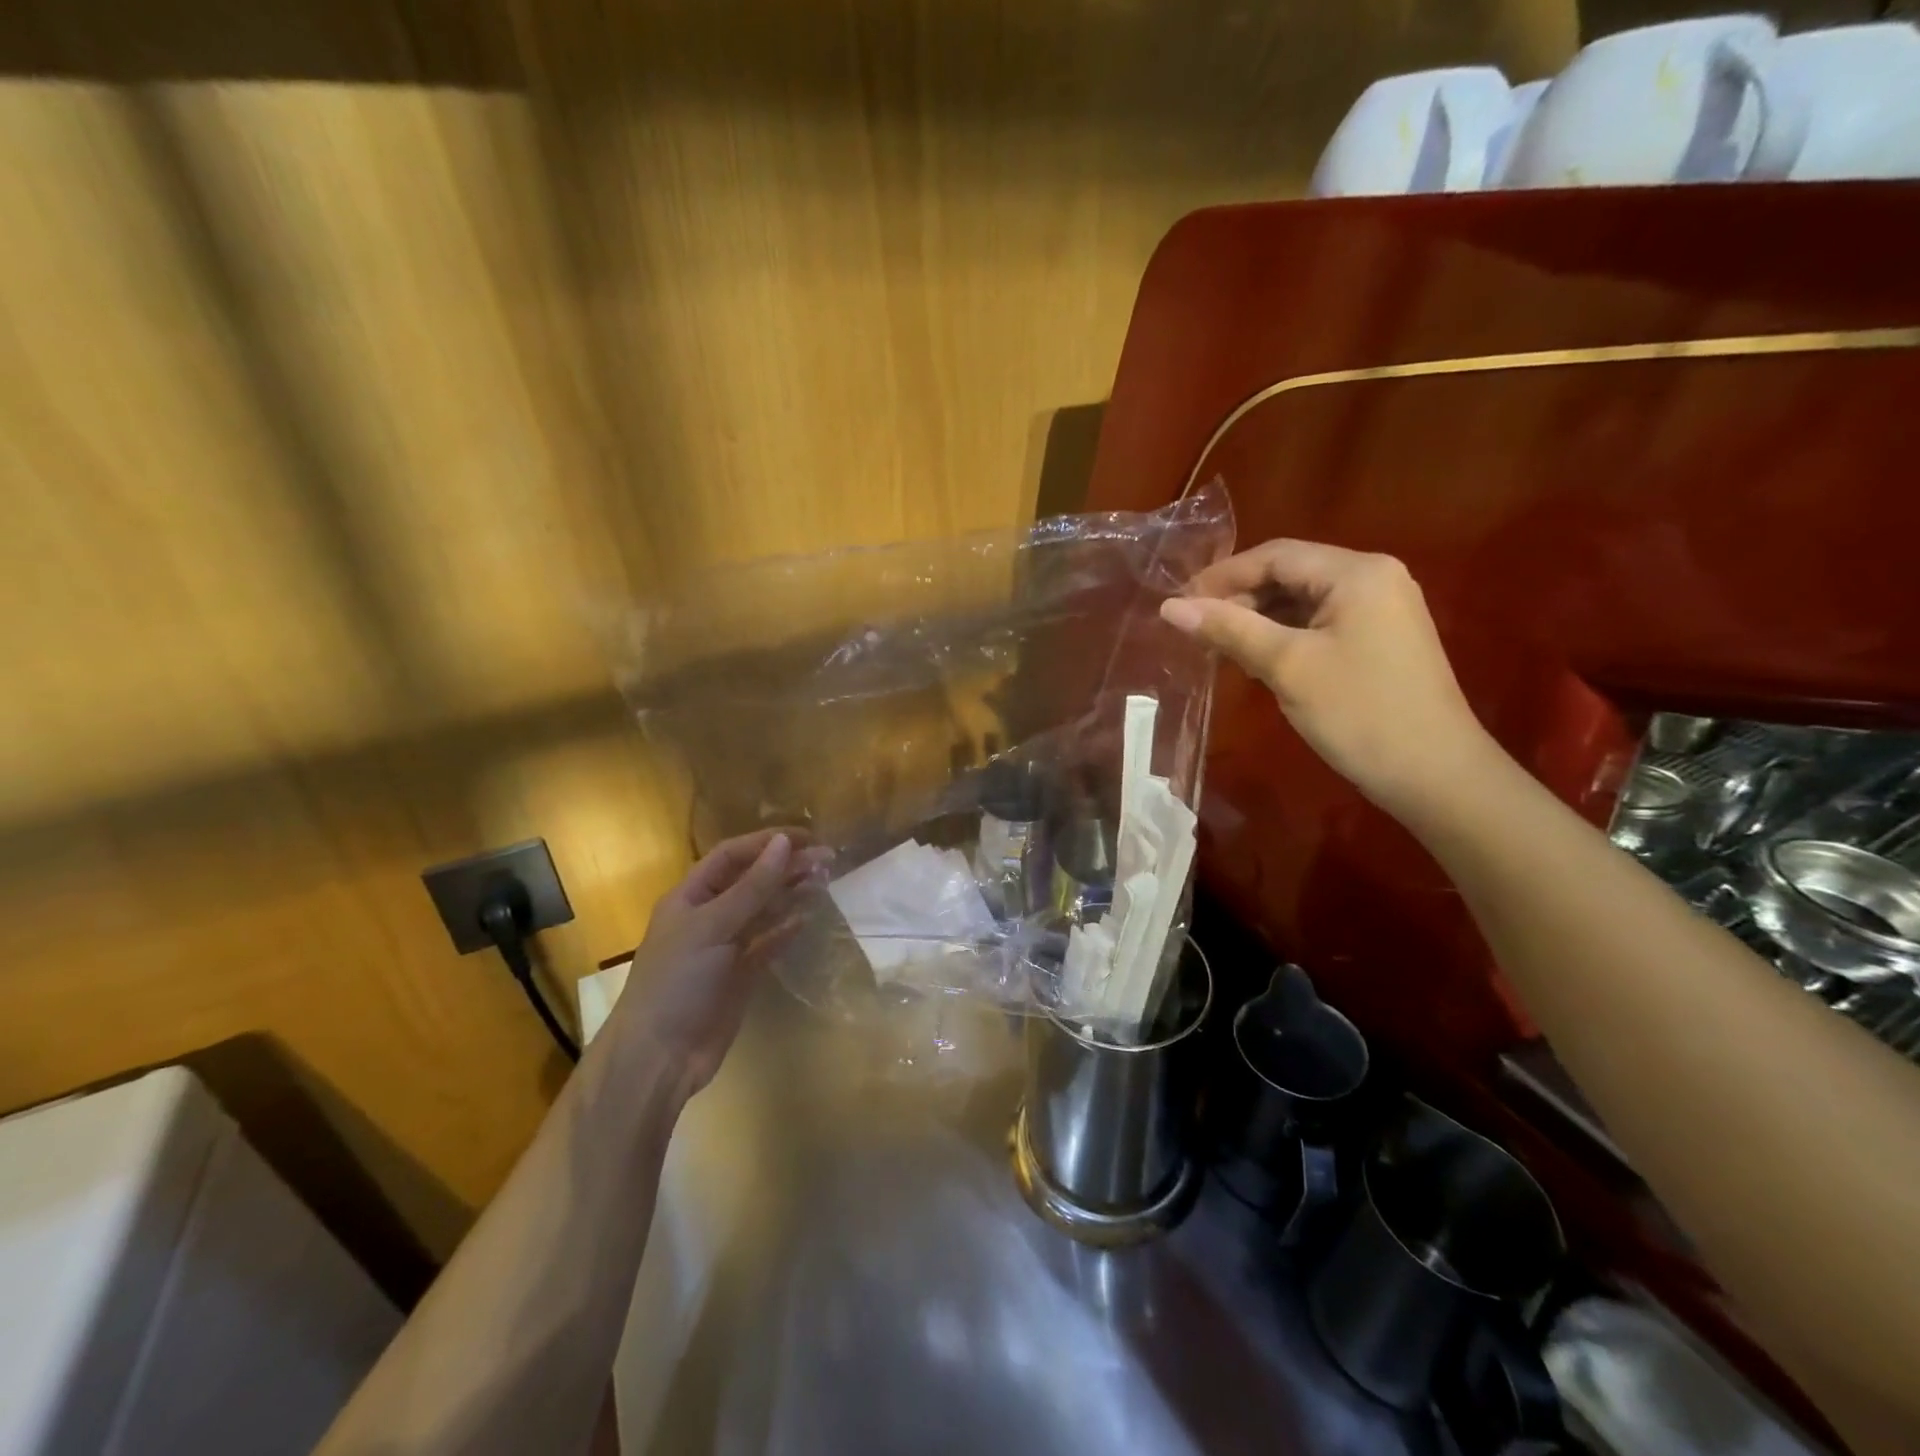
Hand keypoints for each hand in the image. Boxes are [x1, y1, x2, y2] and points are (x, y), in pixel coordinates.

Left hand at [606, 829, 813, 1094]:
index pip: (731, 855)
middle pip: (751, 880)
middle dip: (785, 866)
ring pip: (763, 909)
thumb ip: (753, 887)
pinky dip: (786, 930)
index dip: (766, 842)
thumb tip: (785, 843)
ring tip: (823, 881)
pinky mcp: (740, 974)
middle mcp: (708, 915)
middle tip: (827, 858)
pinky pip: (768, 943)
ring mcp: (725, 946)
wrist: (660, 1056)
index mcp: (690, 896)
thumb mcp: (713, 926)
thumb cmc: (678, 981)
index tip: (805, 837)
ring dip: (790, 893)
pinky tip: (806, 919)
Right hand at [1159, 540, 1494, 818]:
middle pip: (1289, 574)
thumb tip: (1169, 607)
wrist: (1435, 774)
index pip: (1275, 555)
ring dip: (1257, 619)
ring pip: (1302, 600)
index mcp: (1357, 572)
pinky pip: (1319, 623)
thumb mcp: (1287, 666)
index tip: (1177, 605)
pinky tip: (1255, 659)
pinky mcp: (1379, 639)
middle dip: (1239, 598)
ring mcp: (1380, 609)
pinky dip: (1283, 636)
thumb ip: (1229, 629)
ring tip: (1217, 647)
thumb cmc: (1359, 712)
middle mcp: (1373, 578)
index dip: (1222, 576)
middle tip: (1194, 631)